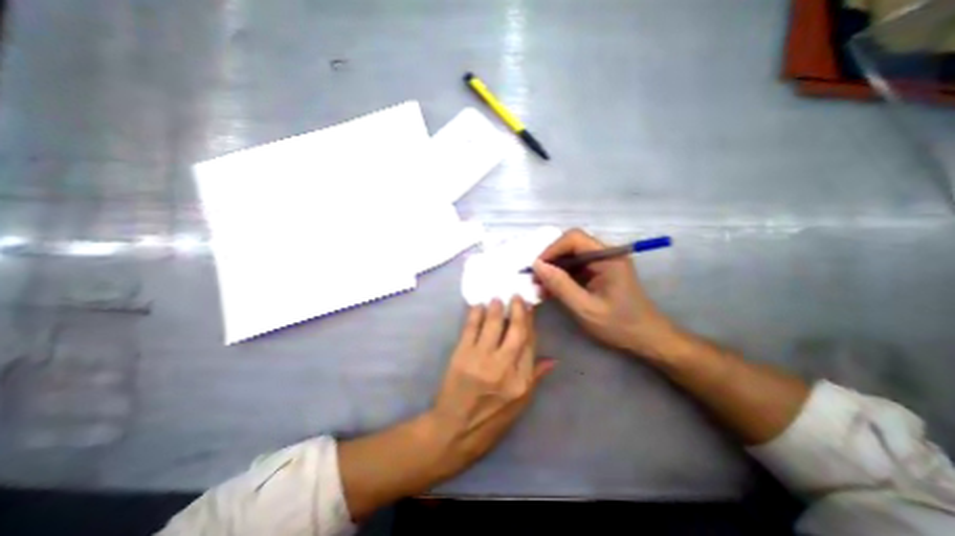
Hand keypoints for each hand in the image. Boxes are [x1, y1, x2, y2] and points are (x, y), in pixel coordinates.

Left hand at [431, 297, 556, 472]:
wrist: (454, 431)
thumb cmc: (490, 421)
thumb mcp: (519, 406)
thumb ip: (535, 378)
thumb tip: (552, 359)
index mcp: (521, 382)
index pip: (530, 343)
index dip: (530, 323)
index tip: (528, 308)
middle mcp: (504, 367)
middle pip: (516, 331)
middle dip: (517, 310)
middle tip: (515, 296)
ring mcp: (481, 360)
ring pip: (493, 325)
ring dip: (496, 308)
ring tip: (497, 298)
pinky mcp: (462, 355)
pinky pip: (471, 328)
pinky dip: (475, 314)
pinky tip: (478, 306)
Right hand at [530, 228, 677, 358]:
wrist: (646, 338)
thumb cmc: (619, 325)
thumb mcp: (585, 308)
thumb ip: (561, 285)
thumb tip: (536, 265)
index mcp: (608, 257)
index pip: (574, 238)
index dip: (552, 249)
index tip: (536, 268)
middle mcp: (606, 254)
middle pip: (570, 245)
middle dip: (551, 261)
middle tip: (535, 280)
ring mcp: (603, 263)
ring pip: (570, 257)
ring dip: (554, 270)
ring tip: (540, 288)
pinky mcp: (599, 272)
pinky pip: (575, 268)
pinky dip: (561, 277)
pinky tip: (551, 291)